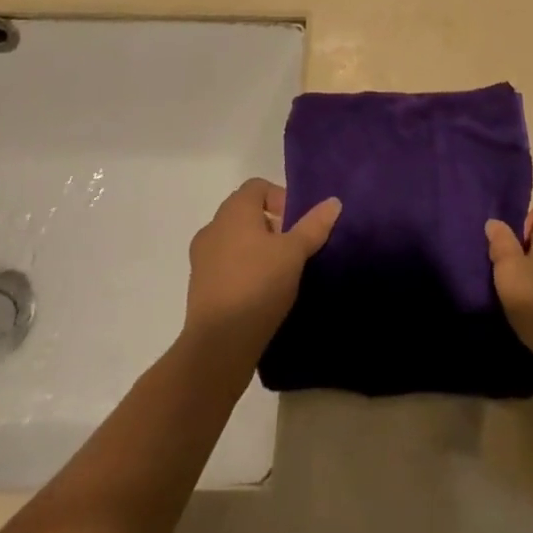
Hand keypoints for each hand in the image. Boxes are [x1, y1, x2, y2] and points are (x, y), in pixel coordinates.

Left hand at [186, 178, 340, 356]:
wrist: (218, 346)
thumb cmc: (258, 285)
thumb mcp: (294, 253)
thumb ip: (314, 225)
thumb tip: (333, 201)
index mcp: (234, 211)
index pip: (258, 186)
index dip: (280, 198)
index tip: (296, 225)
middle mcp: (213, 227)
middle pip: (246, 213)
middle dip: (271, 226)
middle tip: (292, 249)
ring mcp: (201, 259)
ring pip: (234, 241)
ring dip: (255, 250)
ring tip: (278, 274)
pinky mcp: (198, 288)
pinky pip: (224, 266)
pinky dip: (242, 271)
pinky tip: (260, 294)